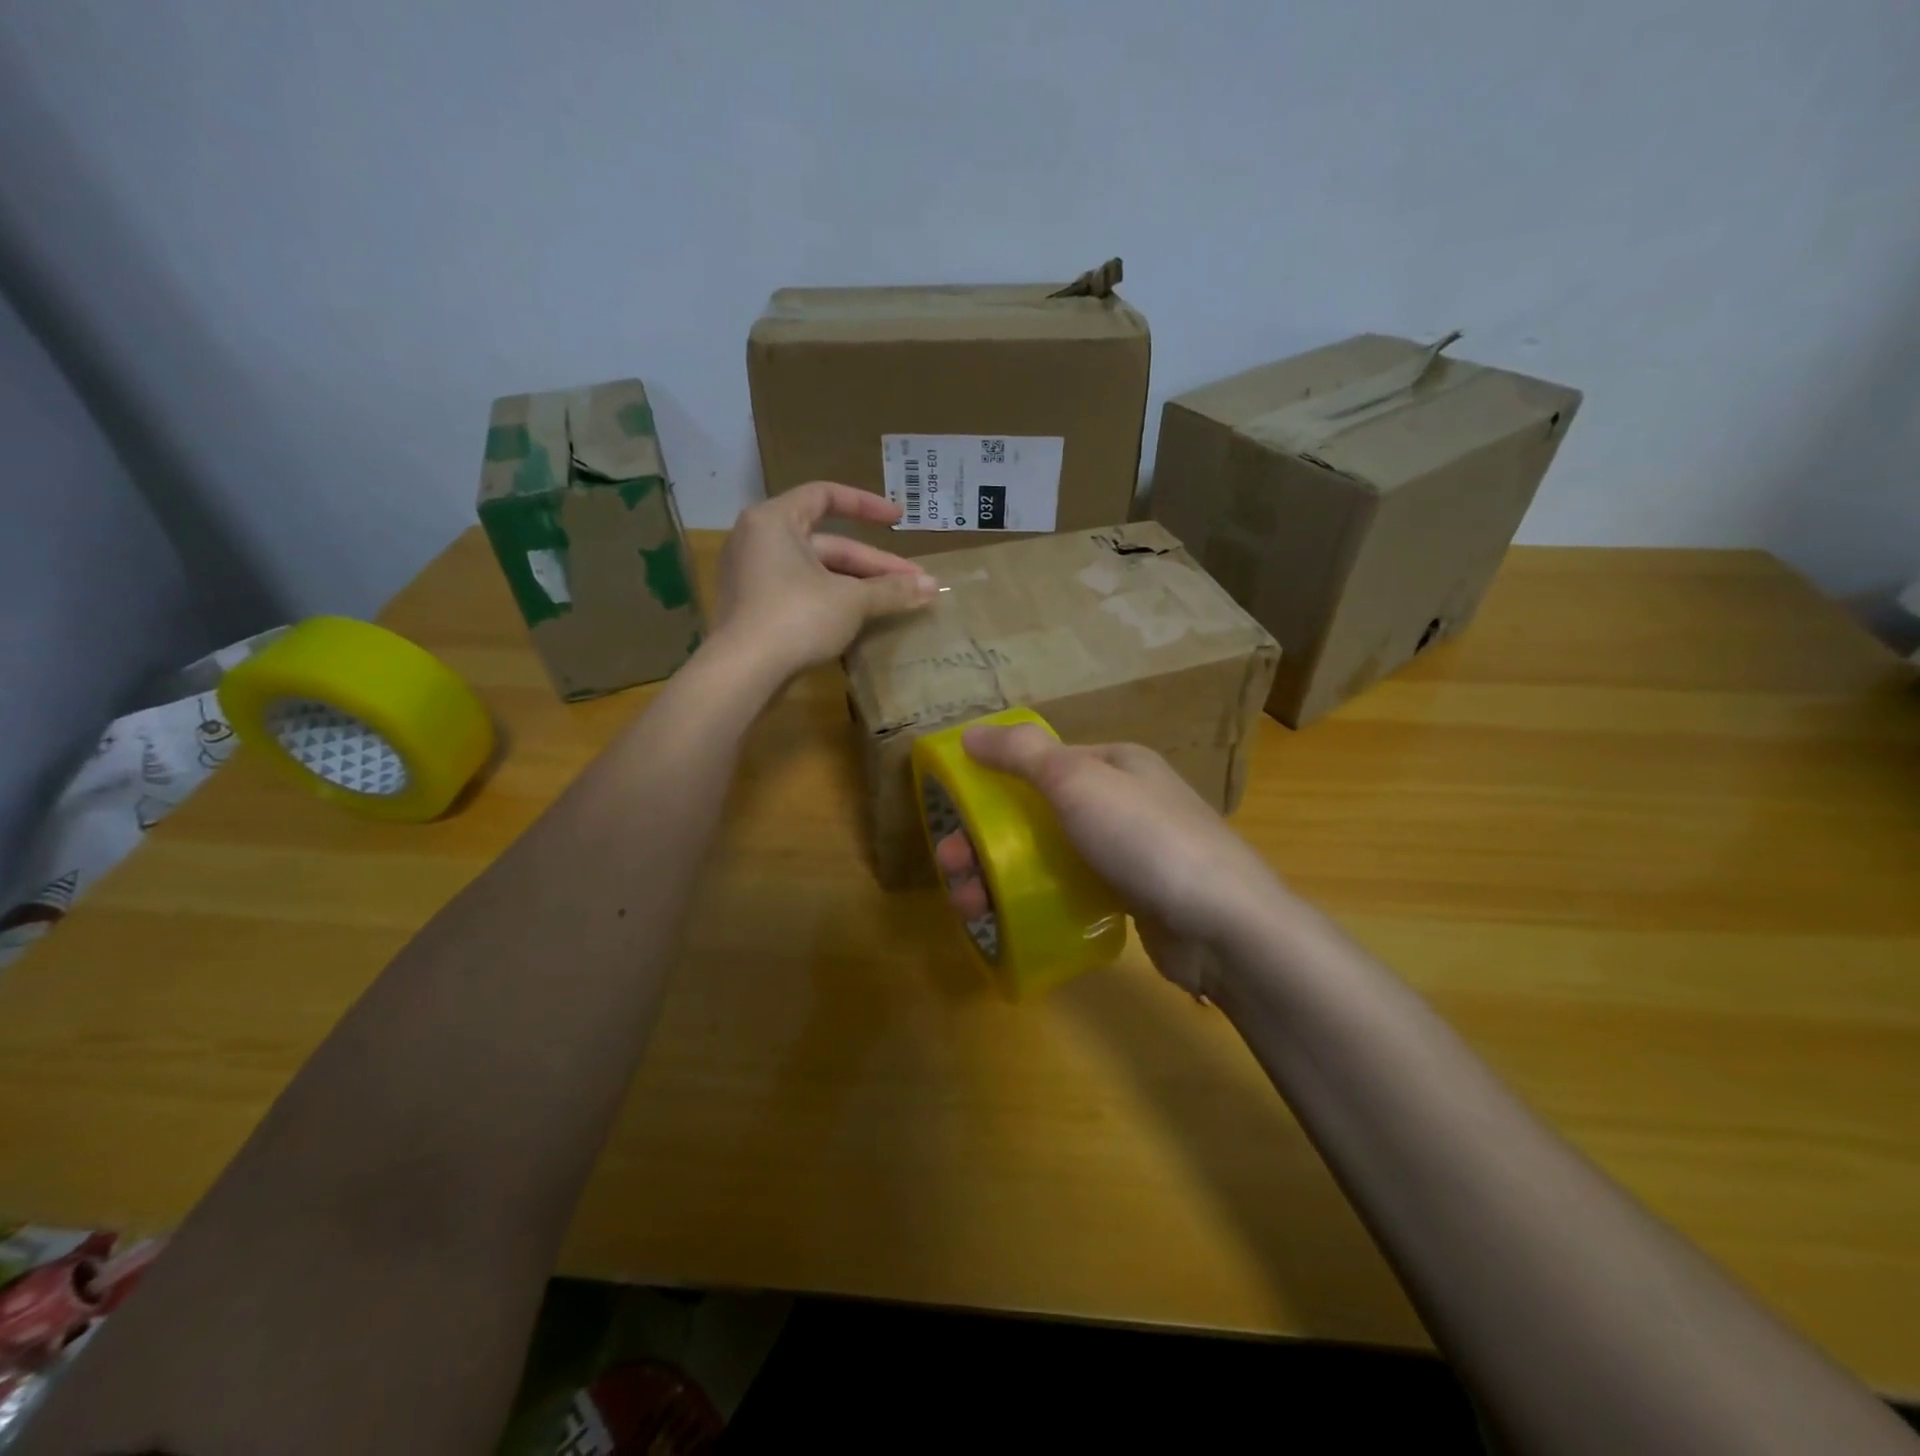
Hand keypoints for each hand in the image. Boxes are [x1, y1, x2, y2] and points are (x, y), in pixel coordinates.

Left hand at [710, 482, 936, 680]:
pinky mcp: (754, 609)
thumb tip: (934, 586)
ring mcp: (753, 576)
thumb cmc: (796, 617)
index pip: (825, 496)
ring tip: (895, 602)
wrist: (743, 672)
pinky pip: (800, 593)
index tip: (898, 519)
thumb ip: (892, 590)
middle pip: (827, 543)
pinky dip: (831, 600)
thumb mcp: (851, 601)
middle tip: (913, 583)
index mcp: (775, 520)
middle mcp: (759, 540)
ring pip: (816, 572)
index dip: (866, 505)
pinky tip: (862, 619)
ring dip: (857, 585)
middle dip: (873, 565)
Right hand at [935, 725, 1288, 997]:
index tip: (955, 815)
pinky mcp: (1131, 899)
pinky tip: (1010, 922)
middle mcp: (1122, 801)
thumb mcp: (1078, 781)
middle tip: (953, 872)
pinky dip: (1037, 900)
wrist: (1223, 925)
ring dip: (1001, 876)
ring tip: (969, 906)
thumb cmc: (1146, 839)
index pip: (1041, 762)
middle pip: (1037, 814)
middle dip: (987, 840)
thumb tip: (970, 733)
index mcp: (1115, 763)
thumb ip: (1022, 754)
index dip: (993, 783)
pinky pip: (1070, 890)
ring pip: (1049, 856)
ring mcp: (1128, 853)